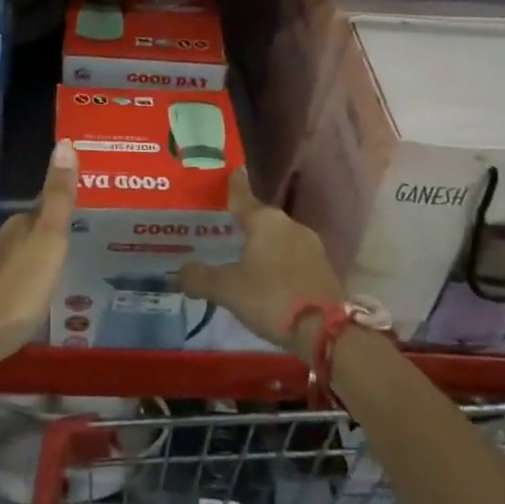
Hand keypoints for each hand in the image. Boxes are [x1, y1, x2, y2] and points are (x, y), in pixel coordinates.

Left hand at [0, 139, 77, 367]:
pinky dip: (23, 285)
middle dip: (48, 235)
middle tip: (76, 244)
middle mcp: (1, 241)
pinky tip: (31, 300)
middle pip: (29, 232)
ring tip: (58, 273)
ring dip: (35, 261)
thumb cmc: (17, 287)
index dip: (61, 208)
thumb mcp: (48, 239)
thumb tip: (65, 142)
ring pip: (17, 257)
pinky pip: (9, 283)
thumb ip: (58, 197)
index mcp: (20, 225)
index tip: (81, 211)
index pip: (44, 207)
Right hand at [179, 168, 341, 358]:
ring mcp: (310, 244)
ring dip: (264, 245)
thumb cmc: (271, 298)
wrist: (326, 332)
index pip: (242, 195)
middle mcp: (288, 224)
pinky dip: (280, 261)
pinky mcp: (323, 267)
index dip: (234, 185)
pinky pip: (293, 256)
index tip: (232, 171)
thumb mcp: (228, 290)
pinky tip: (270, 278)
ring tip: (245, 258)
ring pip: (278, 238)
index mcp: (264, 220)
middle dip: (244, 224)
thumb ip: (200, 278)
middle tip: (225, 230)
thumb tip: (178, 272)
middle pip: (260, 218)